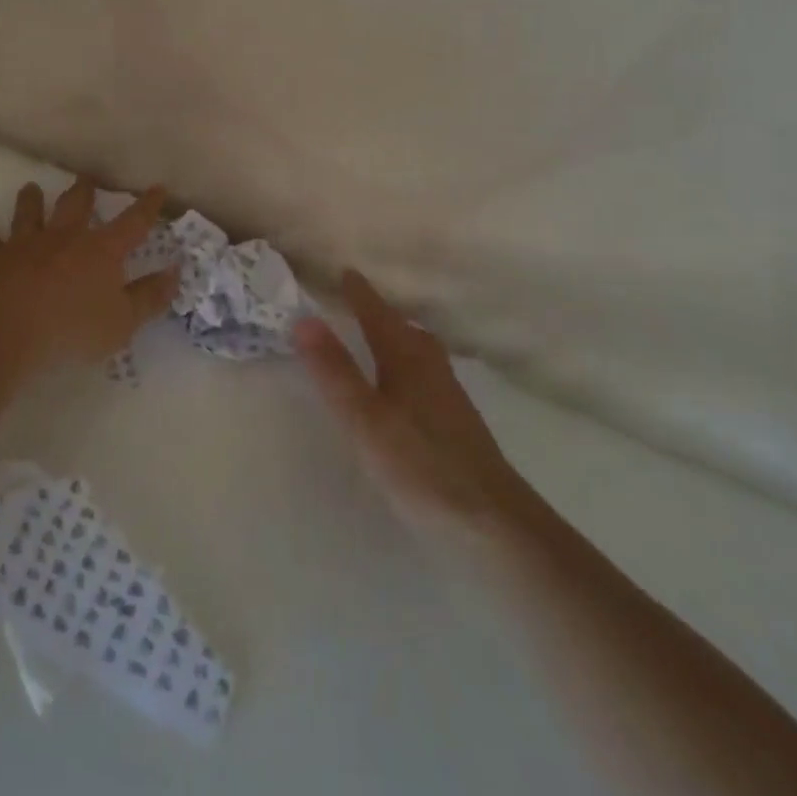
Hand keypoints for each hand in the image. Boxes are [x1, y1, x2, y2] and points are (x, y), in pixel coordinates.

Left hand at [0, 179, 178, 373]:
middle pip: (75, 206)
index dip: (147, 207)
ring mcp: (24, 244)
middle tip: (86, 178)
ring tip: (31, 188)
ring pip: (29, 213)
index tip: (157, 188)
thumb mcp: (122, 322)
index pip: (132, 224)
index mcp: (100, 251)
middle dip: (83, 191)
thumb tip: (175, 273)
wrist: (4, 328)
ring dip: (31, 200)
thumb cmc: (71, 329)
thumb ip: (149, 298)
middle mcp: (63, 238)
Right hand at [296, 271, 537, 544]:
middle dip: (383, 314)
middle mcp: (431, 370)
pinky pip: (429, 377)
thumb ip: (335, 371)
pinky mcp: (458, 426)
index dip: (360, 295)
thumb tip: (304, 319)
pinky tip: (406, 392)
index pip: (378, 316)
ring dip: (400, 339)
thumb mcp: (364, 419)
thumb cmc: (420, 465)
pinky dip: (411, 368)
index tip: (346, 272)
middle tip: (361, 304)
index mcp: (406, 360)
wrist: (492, 523)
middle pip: (406, 331)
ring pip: (422, 354)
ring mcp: (449, 399)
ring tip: (383, 341)